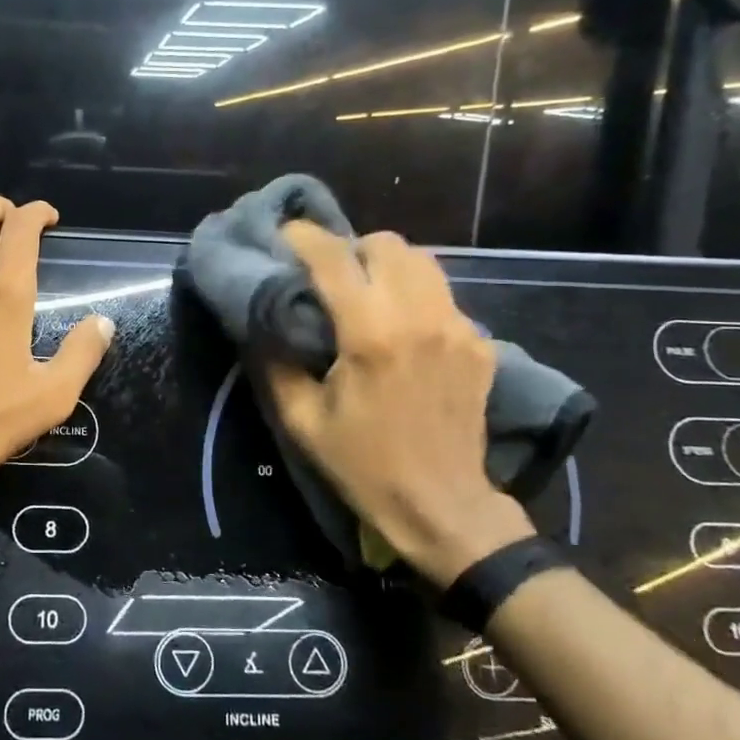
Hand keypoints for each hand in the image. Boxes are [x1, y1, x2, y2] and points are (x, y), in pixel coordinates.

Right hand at [265, 221, 533, 586]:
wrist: (441, 505)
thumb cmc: (362, 465)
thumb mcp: (302, 420)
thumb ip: (275, 362)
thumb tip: (261, 322)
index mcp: (369, 335)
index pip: (333, 258)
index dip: (303, 236)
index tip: (284, 234)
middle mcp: (418, 317)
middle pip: (386, 244)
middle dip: (352, 248)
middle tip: (331, 275)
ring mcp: (456, 328)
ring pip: (422, 261)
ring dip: (387, 265)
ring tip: (368, 293)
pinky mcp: (478, 344)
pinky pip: (442, 296)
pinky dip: (415, 296)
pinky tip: (403, 330)